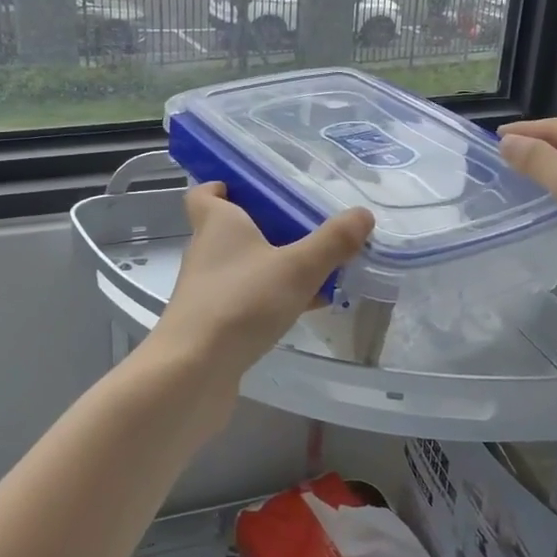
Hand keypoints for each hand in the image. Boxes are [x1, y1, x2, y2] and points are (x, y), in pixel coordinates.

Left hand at [153, 183, 373, 384]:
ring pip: (244, 266)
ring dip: (275, 265)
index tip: (257, 188)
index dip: (225, 186)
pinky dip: (273, 298)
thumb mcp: (297, 268)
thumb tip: (363, 214)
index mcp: (217, 223)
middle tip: (307, 225)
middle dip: (267, 225)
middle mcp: (206, 251)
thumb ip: (331, 242)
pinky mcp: (213, 323)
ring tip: (319, 267)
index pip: (205, 193)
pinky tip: (306, 308)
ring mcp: (207, 289)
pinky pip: (247, 299)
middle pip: (232, 228)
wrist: (194, 370)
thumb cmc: (240, 303)